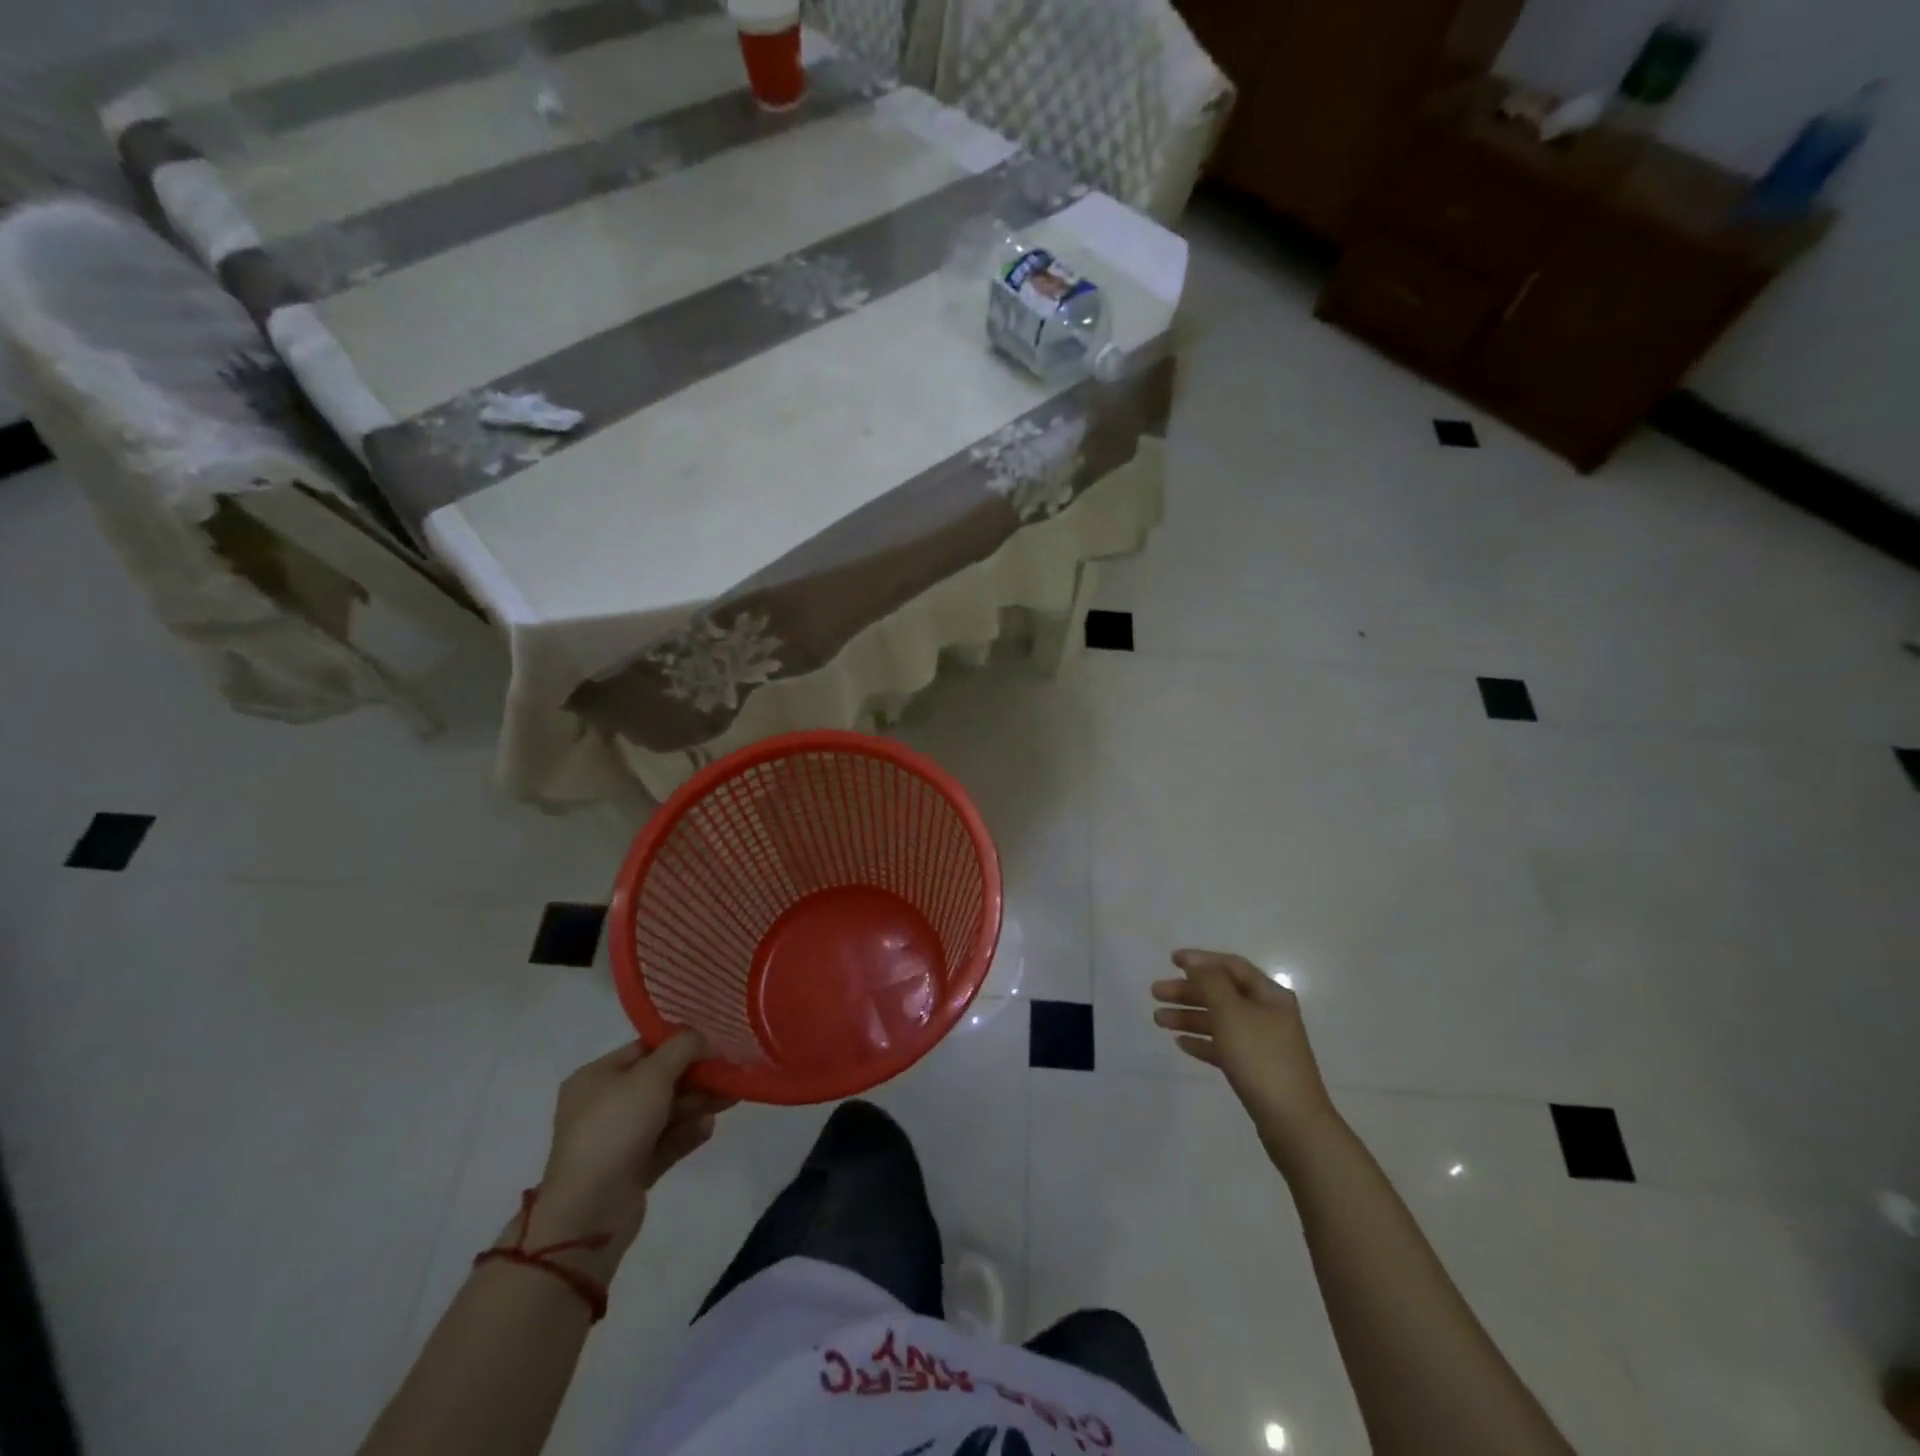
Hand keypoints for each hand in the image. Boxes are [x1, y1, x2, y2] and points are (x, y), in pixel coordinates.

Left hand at [528, 1035, 734, 1275]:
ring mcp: (617, 1140)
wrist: (589, 1212)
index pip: (644, 1050)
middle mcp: (604, 1105)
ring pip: (666, 1112)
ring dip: (698, 1104)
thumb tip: (703, 1038)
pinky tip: (708, 1127)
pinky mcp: (632, 1169)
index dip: (680, 1045)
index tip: (714, 1046)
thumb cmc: (615, 1128)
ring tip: (731, 1099)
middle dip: (696, 1077)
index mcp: (596, 1077)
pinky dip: (687, 1132)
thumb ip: (683, 1048)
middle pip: (660, 1081)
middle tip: (731, 1074)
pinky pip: (666, 1142)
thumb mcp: (652, 1075)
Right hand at [1152, 950, 1337, 1162]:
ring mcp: (1262, 1044)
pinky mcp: (1255, 1070)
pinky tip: (1181, 1043)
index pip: (1231, 966)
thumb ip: (1210, 982)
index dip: (1201, 960)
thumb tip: (1196, 963)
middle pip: (1222, 993)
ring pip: (1220, 1021)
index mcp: (1269, 995)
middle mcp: (1268, 1014)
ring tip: (1158, 1020)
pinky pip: (1223, 1047)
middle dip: (1188, 991)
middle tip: (1156, 993)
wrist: (1293, 1123)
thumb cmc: (1260, 1058)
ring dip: (1189, 1016)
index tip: (1171, 960)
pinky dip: (1202, 1041)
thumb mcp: (1231, 1012)